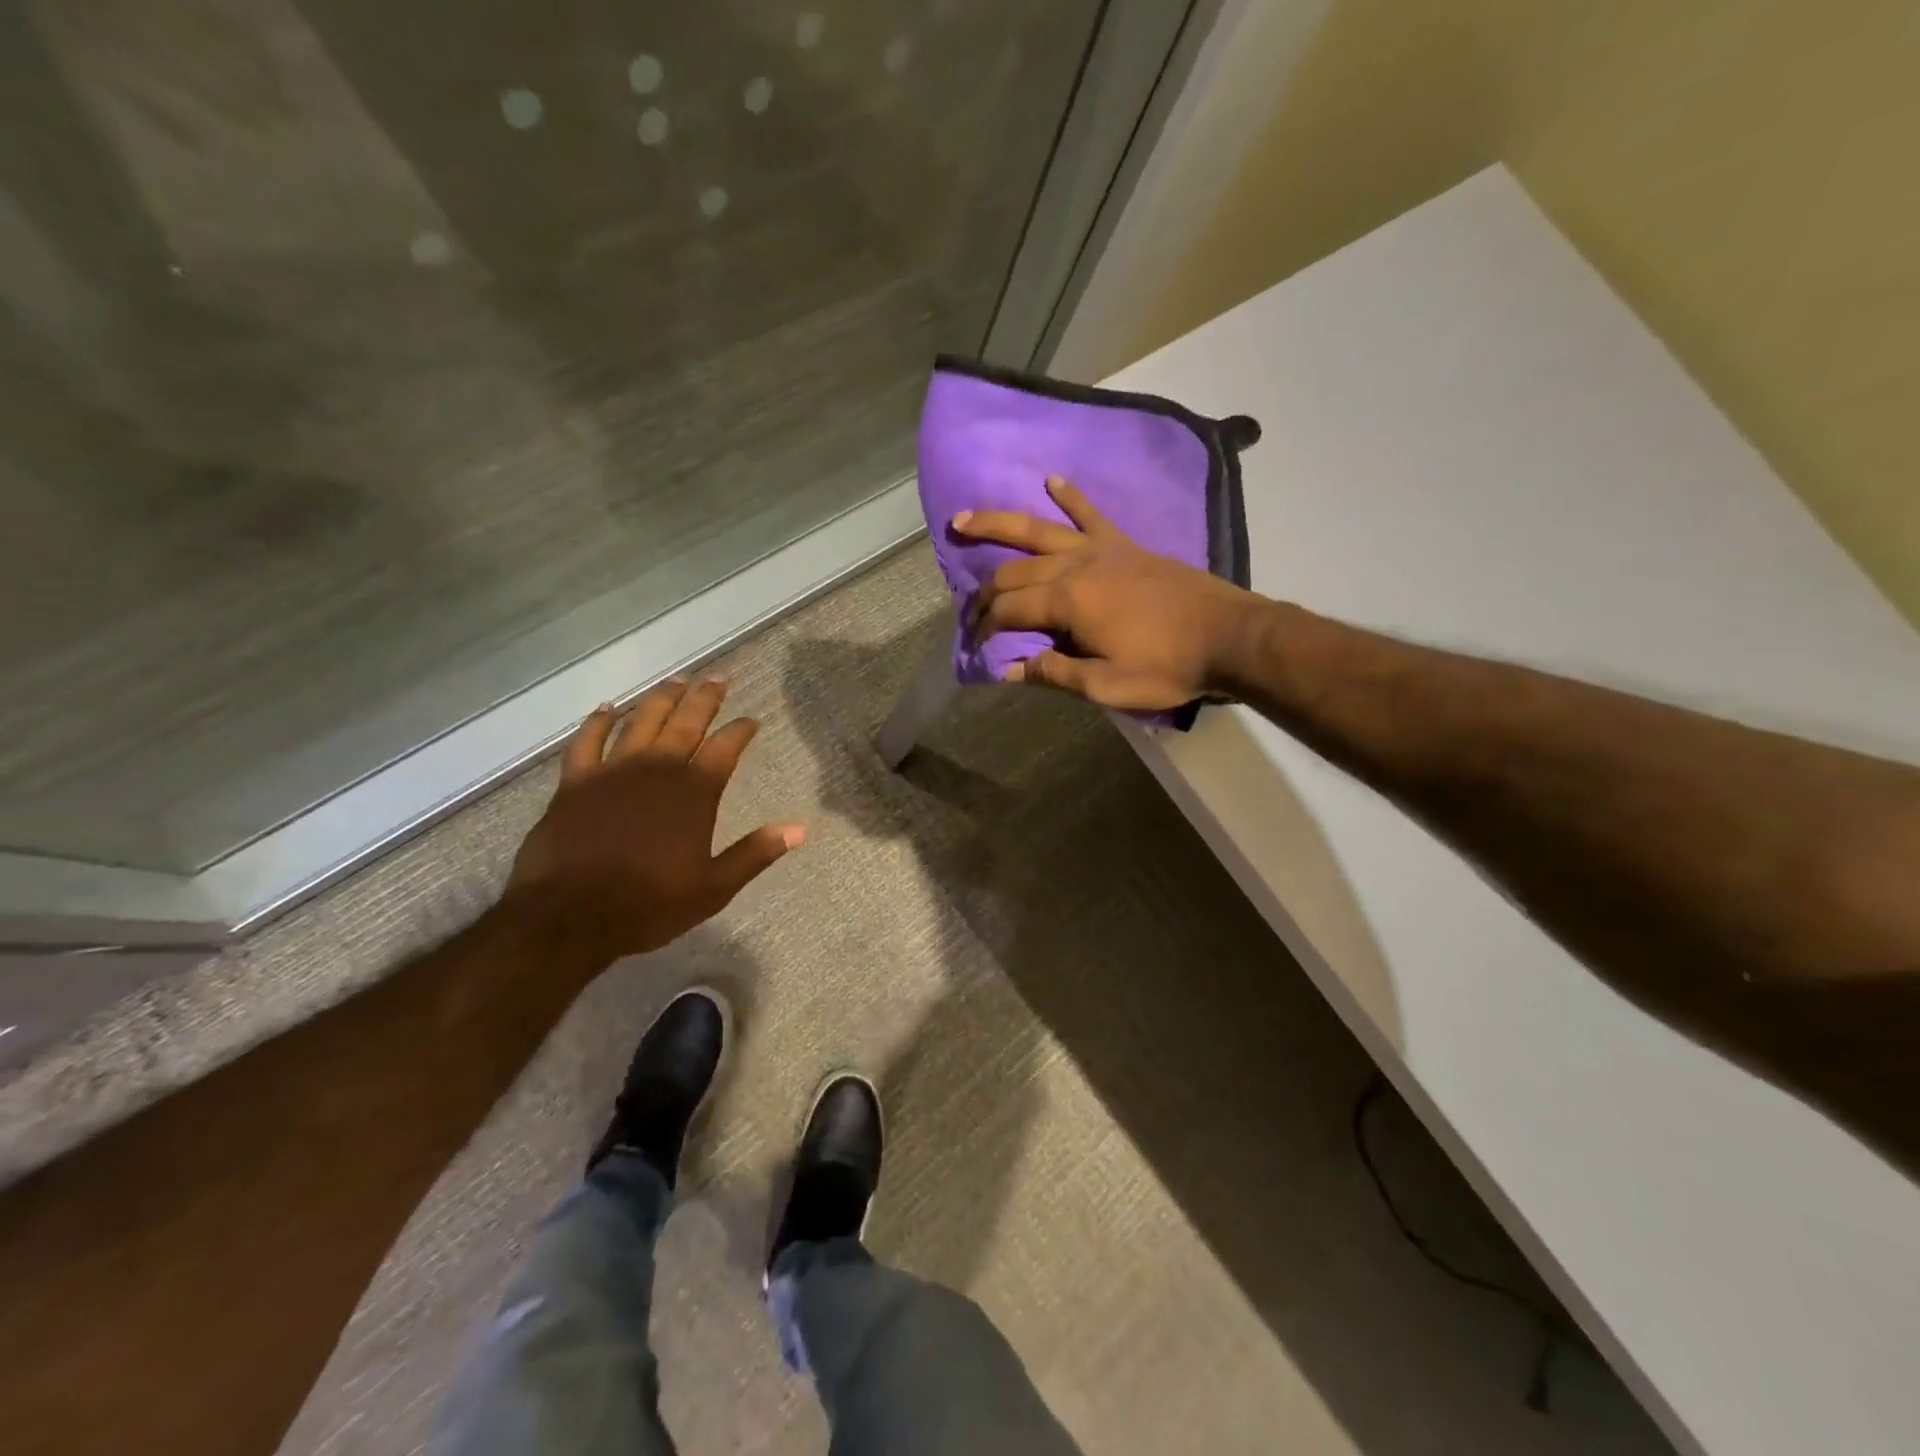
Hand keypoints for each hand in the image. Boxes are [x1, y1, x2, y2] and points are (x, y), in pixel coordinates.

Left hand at [505, 677, 803, 963]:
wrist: (570, 916)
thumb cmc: (649, 904)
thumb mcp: (714, 887)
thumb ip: (755, 853)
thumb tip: (800, 829)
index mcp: (694, 793)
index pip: (725, 748)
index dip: (740, 730)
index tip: (751, 720)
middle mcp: (657, 770)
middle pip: (686, 722)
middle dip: (705, 698)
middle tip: (718, 678)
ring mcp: (613, 771)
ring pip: (640, 721)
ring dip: (660, 699)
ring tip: (675, 681)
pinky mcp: (575, 782)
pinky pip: (587, 741)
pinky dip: (598, 722)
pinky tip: (608, 708)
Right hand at [953, 476, 1263, 709]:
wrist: (1228, 636)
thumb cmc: (1167, 667)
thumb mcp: (1106, 686)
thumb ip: (1054, 673)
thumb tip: (1009, 669)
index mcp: (1067, 601)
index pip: (1008, 610)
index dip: (985, 628)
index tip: (974, 647)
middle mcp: (1075, 565)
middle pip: (1013, 570)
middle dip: (983, 590)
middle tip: (967, 609)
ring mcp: (1100, 549)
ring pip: (1038, 530)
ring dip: (998, 522)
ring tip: (963, 519)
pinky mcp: (1124, 544)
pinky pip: (1091, 513)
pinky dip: (1071, 496)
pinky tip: (1052, 480)